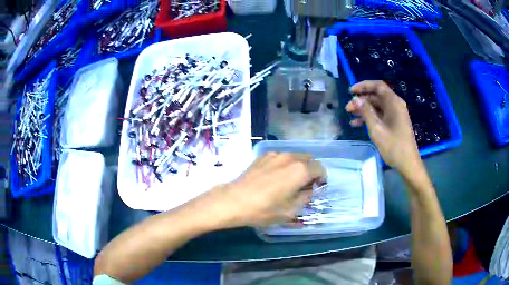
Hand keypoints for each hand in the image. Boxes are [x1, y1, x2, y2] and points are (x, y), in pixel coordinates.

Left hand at [200, 153, 325, 227]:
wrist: (234, 201)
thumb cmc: (264, 209)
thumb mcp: (291, 210)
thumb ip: (306, 197)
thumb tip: (309, 190)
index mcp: (300, 170)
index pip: (320, 168)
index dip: (321, 179)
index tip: (316, 188)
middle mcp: (290, 157)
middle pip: (309, 159)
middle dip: (310, 171)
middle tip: (304, 185)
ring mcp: (275, 154)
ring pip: (294, 157)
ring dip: (298, 166)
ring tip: (289, 181)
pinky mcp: (263, 156)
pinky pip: (281, 157)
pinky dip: (284, 164)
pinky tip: (274, 177)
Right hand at [345, 80, 421, 175]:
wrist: (408, 164)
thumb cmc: (394, 146)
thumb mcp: (377, 129)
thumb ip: (366, 112)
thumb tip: (355, 99)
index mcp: (394, 102)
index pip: (378, 86)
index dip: (363, 85)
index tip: (350, 91)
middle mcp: (395, 105)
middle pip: (376, 96)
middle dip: (361, 100)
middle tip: (348, 108)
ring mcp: (395, 114)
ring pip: (377, 106)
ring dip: (364, 109)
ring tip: (350, 115)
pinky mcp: (394, 123)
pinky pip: (380, 115)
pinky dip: (370, 118)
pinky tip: (357, 124)